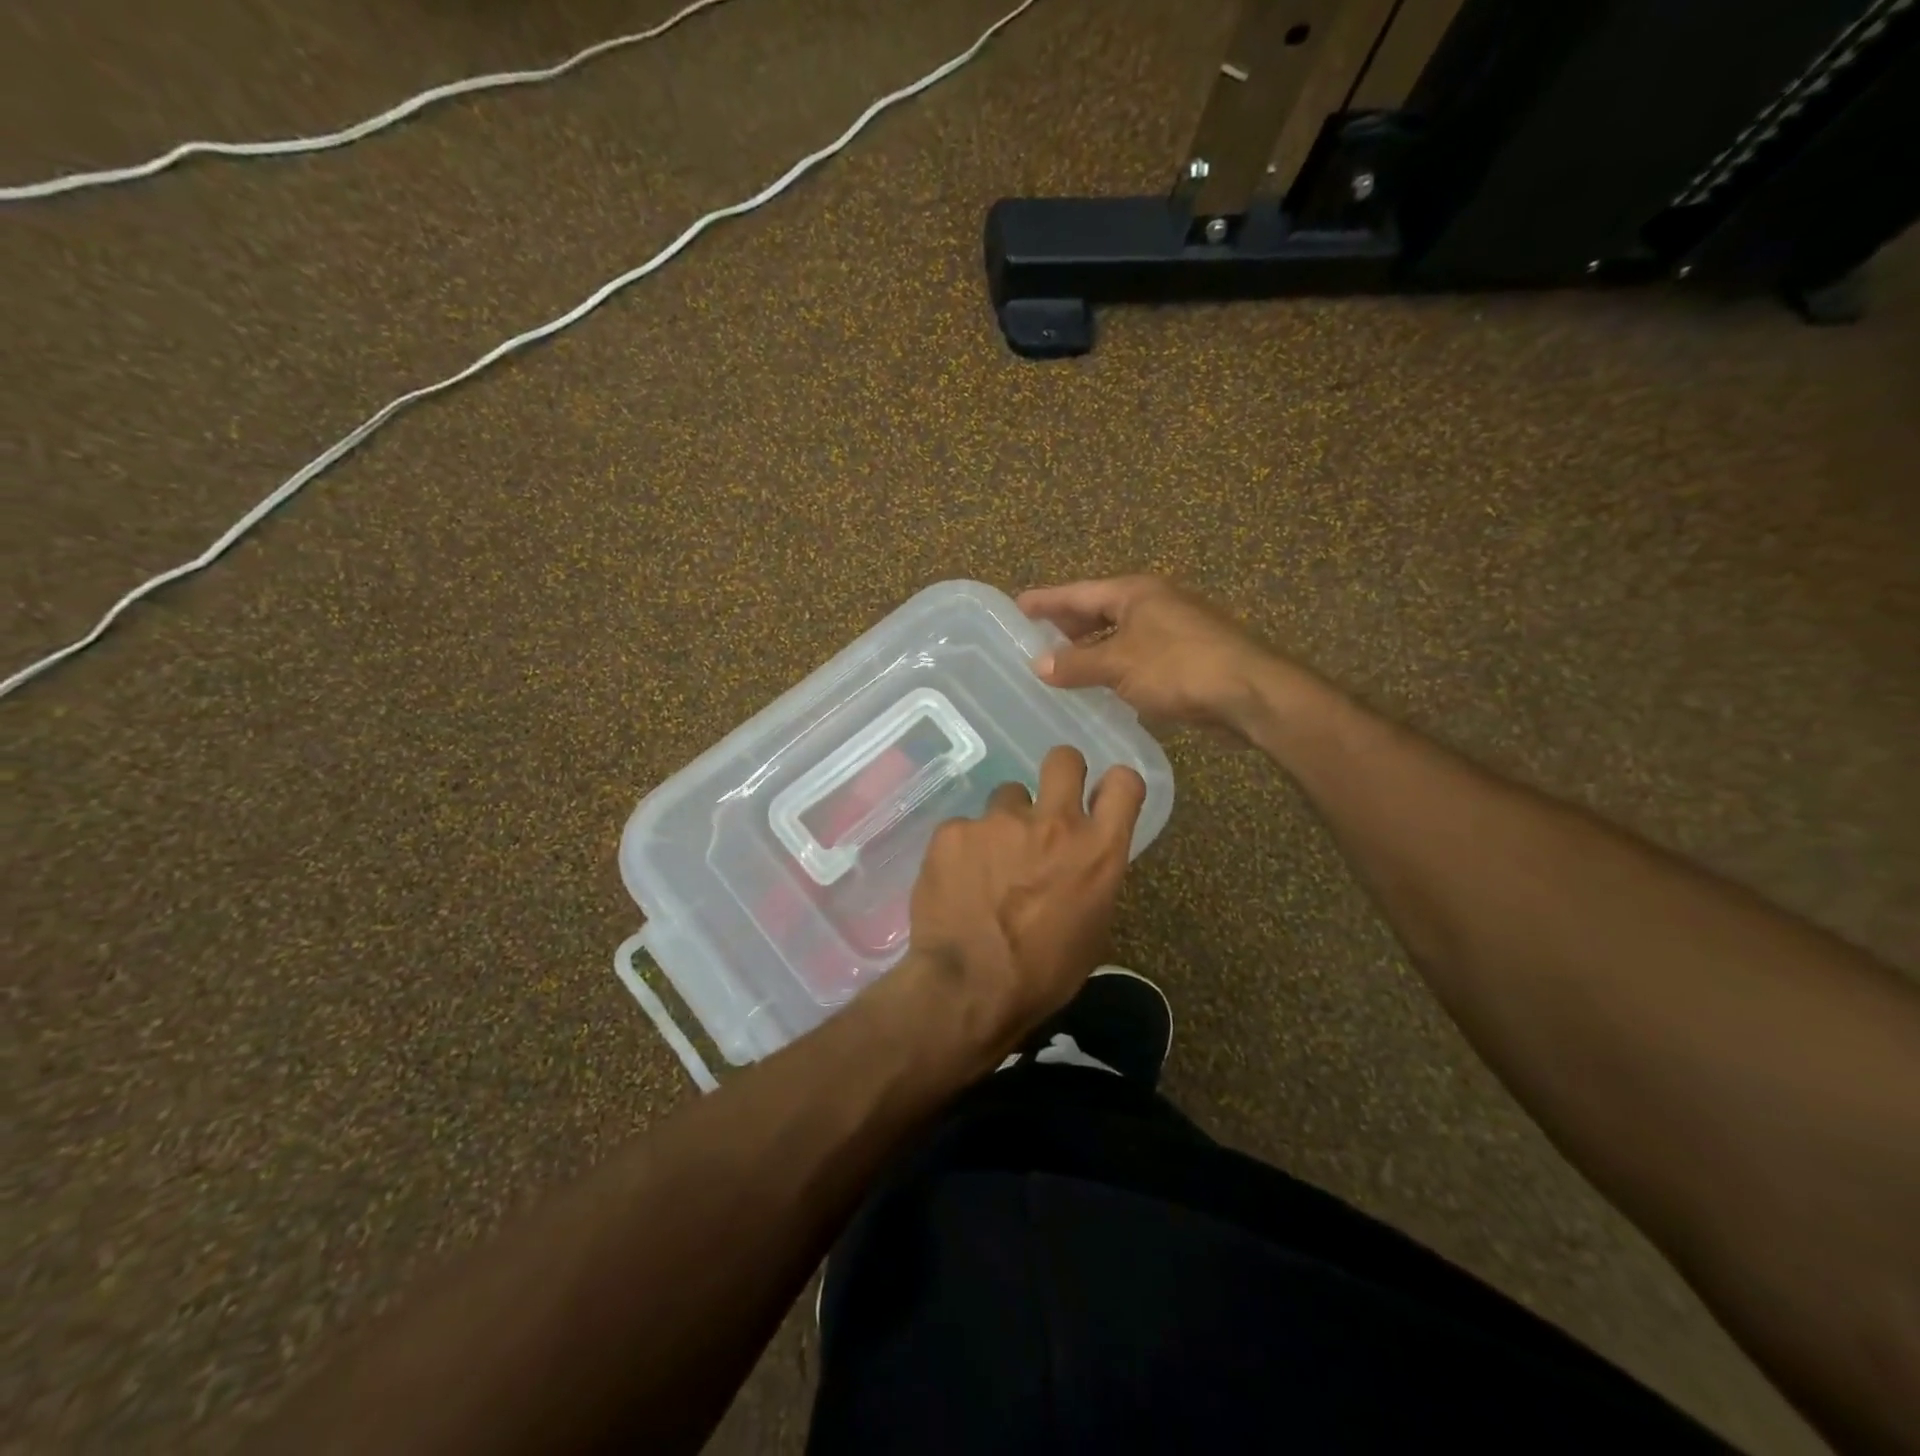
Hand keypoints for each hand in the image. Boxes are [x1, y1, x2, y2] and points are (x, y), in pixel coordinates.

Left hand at [898, 745, 1145, 1068]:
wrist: (970, 989)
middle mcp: (1053, 823)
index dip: (1114, 785)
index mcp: (1097, 851)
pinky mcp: (954, 830)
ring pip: (1007, 796)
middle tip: (1045, 806)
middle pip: (1064, 759)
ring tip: (989, 863)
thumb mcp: (1092, 929)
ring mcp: (999, 822)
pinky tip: (957, 882)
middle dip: (1060, 773)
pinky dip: (964, 849)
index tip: (1101, 797)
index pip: (1124, 783)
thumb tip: (1078, 861)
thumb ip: (1091, 877)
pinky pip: (965, 828)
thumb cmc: (1044, 973)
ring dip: (1005, 823)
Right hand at [1018, 576, 1293, 742]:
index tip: (1017, 605)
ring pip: (1118, 635)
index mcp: (1134, 592)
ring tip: (1061, 664)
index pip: (1078, 592)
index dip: (1046, 600)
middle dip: (1067, 625)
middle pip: (1099, 610)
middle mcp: (1153, 603)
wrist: (1248, 692)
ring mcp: (1172, 629)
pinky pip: (1136, 656)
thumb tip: (1038, 664)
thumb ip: (1076, 664)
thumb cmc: (1178, 667)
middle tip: (1035, 637)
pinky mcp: (1184, 657)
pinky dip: (1114, 666)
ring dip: (1091, 649)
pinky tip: (1101, 685)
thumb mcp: (1118, 664)